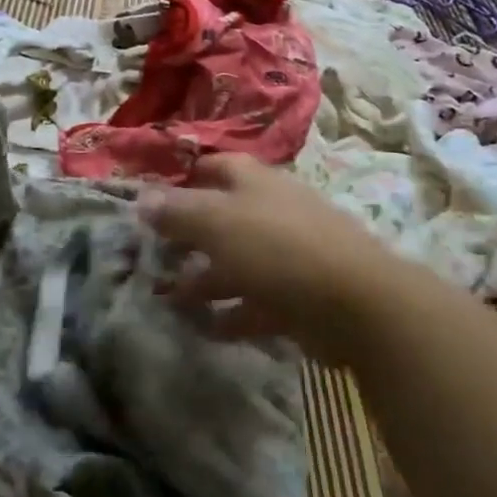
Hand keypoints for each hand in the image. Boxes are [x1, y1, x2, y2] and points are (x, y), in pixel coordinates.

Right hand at [139, 154, 410, 364]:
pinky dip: (232, 314)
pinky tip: (207, 329)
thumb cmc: (277, 248)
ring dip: (205, 280)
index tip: (152, 201)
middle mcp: (272, 210)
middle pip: (223, 217)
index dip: (184, 179)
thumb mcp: (216, 222)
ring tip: (170, 300)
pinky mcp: (299, 295)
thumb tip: (141, 197)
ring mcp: (289, 254)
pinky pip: (257, 302)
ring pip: (238, 262)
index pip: (214, 167)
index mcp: (254, 182)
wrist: (354, 302)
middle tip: (155, 256)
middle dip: (189, 237)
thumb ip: (177, 211)